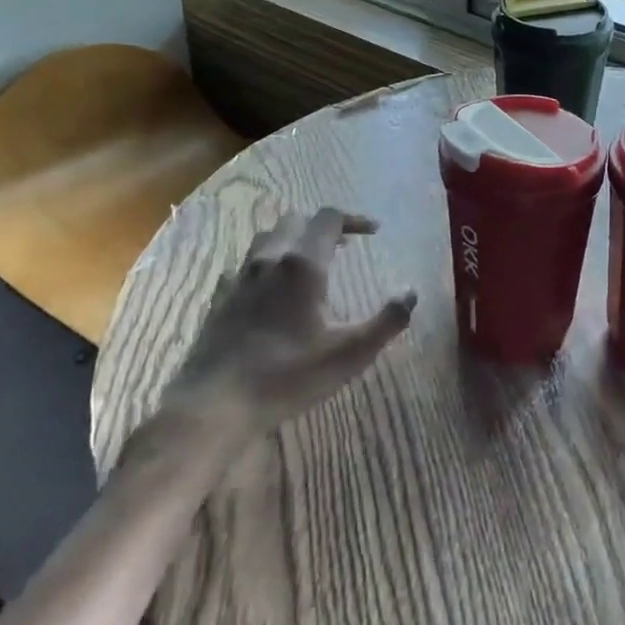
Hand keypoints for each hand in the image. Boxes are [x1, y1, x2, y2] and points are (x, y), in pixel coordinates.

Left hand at [133, 208, 414, 465]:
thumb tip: (411, 293)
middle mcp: (269, 260)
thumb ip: (386, 321)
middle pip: (295, 221)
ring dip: (292, 241)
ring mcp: (239, 278)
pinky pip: (245, 266)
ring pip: (267, 239)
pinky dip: (265, 266)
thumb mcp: (349, 354)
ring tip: (310, 264)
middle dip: (322, 227)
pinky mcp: (218, 299)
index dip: (354, 219)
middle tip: (343, 247)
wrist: (213, 406)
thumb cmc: (287, 376)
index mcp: (302, 265)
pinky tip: (270, 291)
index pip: (329, 218)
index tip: (373, 232)